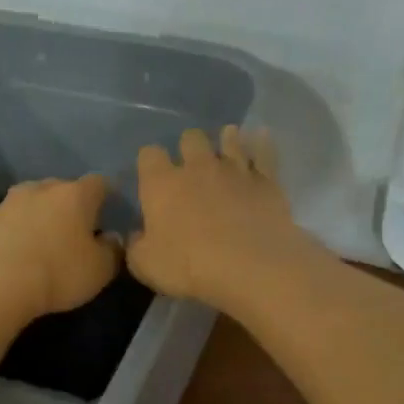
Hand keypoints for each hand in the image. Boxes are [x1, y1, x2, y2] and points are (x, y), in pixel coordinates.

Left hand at [0, 174, 119, 323]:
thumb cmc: (58, 275)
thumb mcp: (100, 271)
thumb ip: (112, 250)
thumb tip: (111, 239)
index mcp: (74, 196)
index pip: (98, 184)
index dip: (105, 196)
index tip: (106, 213)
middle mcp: (40, 189)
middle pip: (59, 188)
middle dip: (66, 205)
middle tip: (70, 231)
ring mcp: (6, 202)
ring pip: (26, 201)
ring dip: (33, 214)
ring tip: (35, 240)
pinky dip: (5, 231)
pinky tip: (5, 251)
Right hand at [127, 127, 317, 308]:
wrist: (250, 267)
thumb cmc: (188, 267)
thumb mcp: (145, 265)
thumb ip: (136, 246)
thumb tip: (136, 235)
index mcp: (162, 185)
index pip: (149, 155)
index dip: (149, 162)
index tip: (151, 175)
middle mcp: (197, 167)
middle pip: (190, 138)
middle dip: (188, 147)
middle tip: (191, 164)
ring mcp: (235, 170)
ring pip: (229, 140)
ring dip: (225, 140)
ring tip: (226, 143)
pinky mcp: (266, 181)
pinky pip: (264, 152)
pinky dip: (261, 144)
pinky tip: (261, 137)